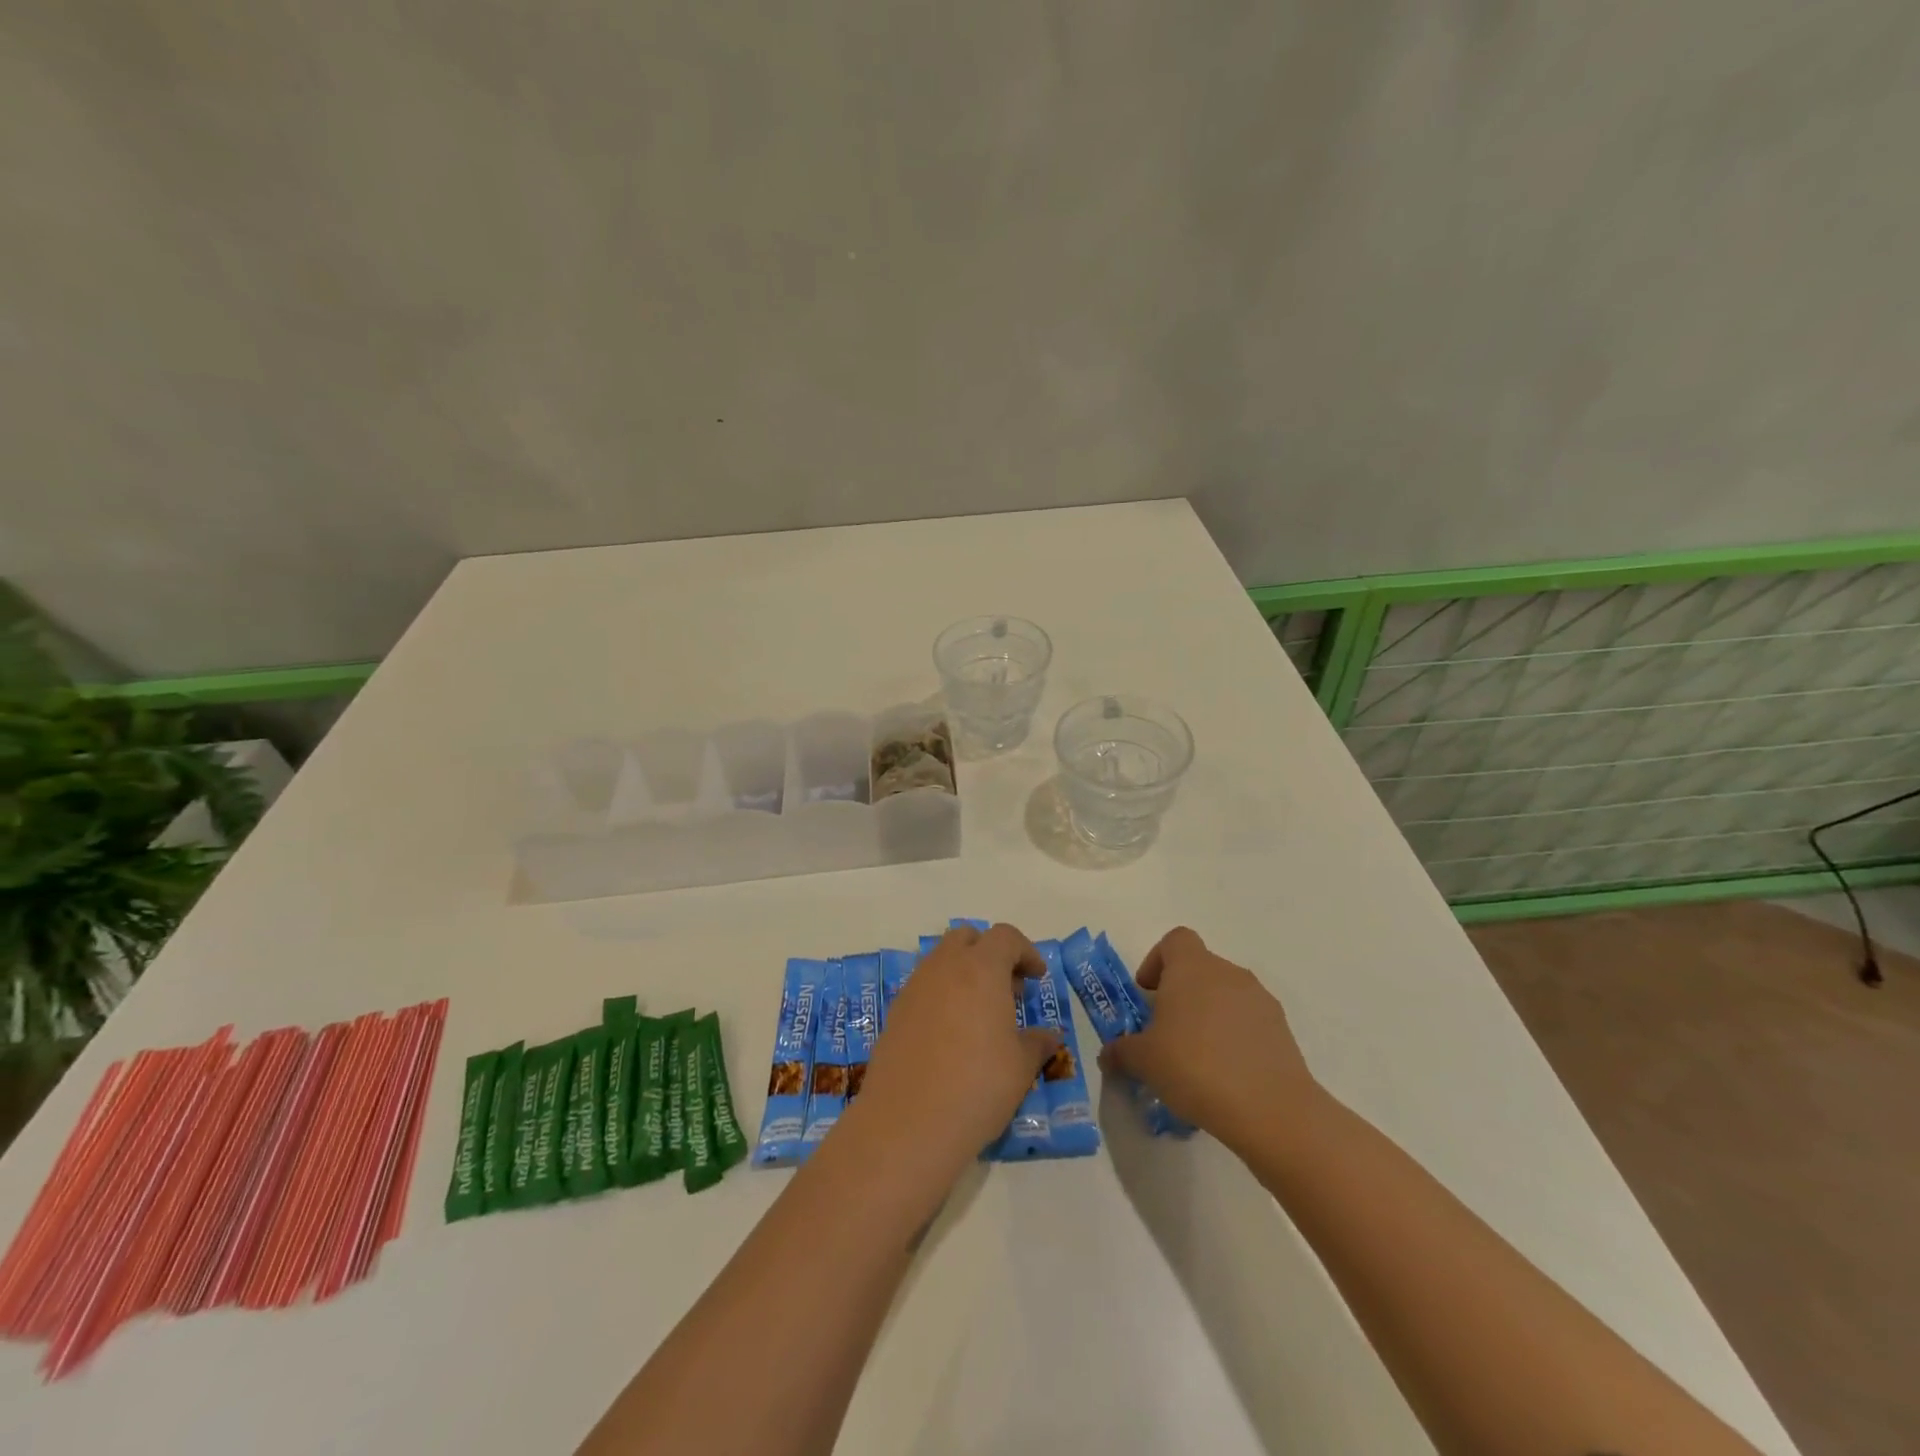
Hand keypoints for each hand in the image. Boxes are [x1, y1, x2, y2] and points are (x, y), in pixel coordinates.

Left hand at [853, 923, 1060, 1175]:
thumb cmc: (976, 1087)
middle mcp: (944, 967)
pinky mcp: (895, 1012)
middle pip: (967, 938)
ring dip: (963, 973)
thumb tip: (1050, 1036)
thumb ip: (1037, 1043)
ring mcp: (914, 987)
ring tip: (980, 1015)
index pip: (1005, 937)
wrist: (907, 1123)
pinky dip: (941, 995)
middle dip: (990, 953)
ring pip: (941, 960)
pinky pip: (923, 987)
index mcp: (980, 968)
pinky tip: (951, 1035)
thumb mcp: (1020, 1067)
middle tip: (1007, 990)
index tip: (1037, 978)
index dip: (1026, 952)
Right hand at [1100, 926, 1321, 1154]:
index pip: (1175, 940)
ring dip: (1208, 1016)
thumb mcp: (1143, 1061)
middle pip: (1199, 969)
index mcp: (1192, 967)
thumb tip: (1109, 1054)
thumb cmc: (1195, 1067)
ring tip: (1196, 1059)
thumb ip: (1120, 1051)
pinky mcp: (1282, 1030)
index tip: (1148, 994)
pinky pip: (1248, 1022)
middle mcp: (1228, 973)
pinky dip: (1234, 1038)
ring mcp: (1260, 1000)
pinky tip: (1225, 1075)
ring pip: (1225, 996)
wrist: (1270, 1109)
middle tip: (1165, 1032)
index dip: (1157, 961)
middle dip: (1180, 994)